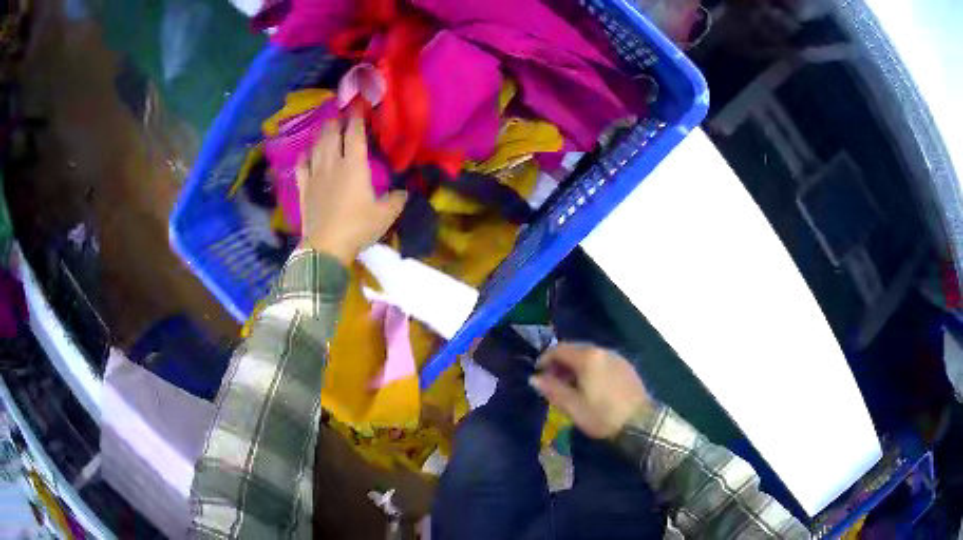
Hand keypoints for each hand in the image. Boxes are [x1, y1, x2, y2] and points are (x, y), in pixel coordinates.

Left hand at [296, 114, 406, 264]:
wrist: (326, 246)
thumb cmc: (358, 227)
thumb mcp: (385, 215)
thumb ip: (396, 201)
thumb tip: (403, 193)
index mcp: (354, 166)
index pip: (355, 134)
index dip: (357, 118)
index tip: (358, 107)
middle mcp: (333, 164)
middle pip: (333, 136)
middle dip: (337, 122)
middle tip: (340, 115)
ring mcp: (316, 176)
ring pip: (317, 147)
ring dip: (322, 135)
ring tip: (326, 127)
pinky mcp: (304, 189)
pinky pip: (301, 167)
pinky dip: (304, 157)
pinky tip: (305, 152)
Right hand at [530, 343, 650, 438]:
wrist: (641, 423)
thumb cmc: (602, 415)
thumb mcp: (572, 406)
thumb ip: (552, 389)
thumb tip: (534, 378)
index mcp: (587, 358)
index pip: (560, 349)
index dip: (545, 359)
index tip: (538, 374)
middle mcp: (603, 351)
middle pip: (576, 350)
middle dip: (561, 363)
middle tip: (552, 380)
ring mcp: (617, 358)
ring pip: (590, 356)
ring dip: (576, 366)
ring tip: (570, 386)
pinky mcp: (627, 368)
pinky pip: (603, 362)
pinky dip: (591, 369)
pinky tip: (590, 386)